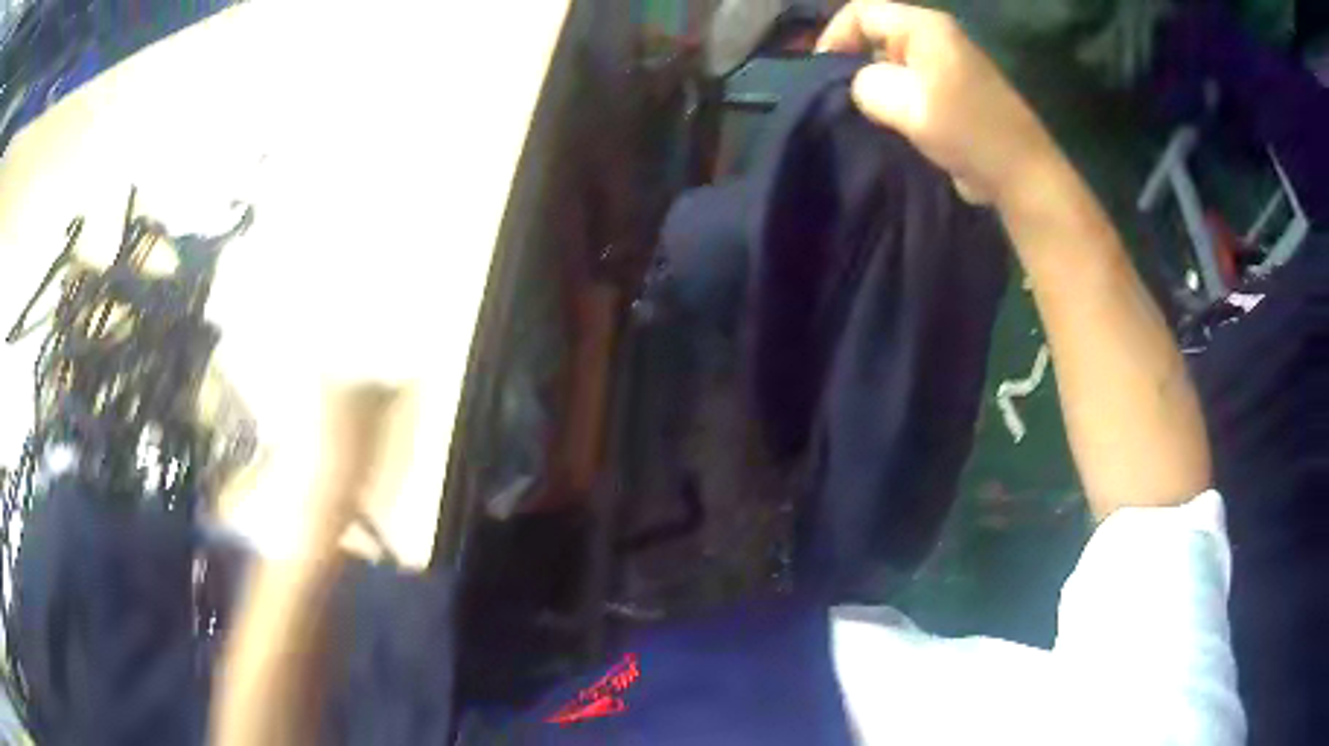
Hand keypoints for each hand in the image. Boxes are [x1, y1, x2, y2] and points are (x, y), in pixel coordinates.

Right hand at [816, 1, 1057, 204]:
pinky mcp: (952, 95)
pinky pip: (910, 87)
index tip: (824, 75)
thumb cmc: (966, 130)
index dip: (834, 36)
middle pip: (876, 37)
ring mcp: (946, 67)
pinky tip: (891, 127)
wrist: (1019, 175)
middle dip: (854, 65)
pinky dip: (896, 104)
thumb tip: (862, 88)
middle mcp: (935, 39)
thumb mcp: (905, 101)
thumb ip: (866, 84)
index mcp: (925, 28)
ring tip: (865, 117)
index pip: (861, 12)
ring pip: (891, 65)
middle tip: (842, 101)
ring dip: (876, 89)